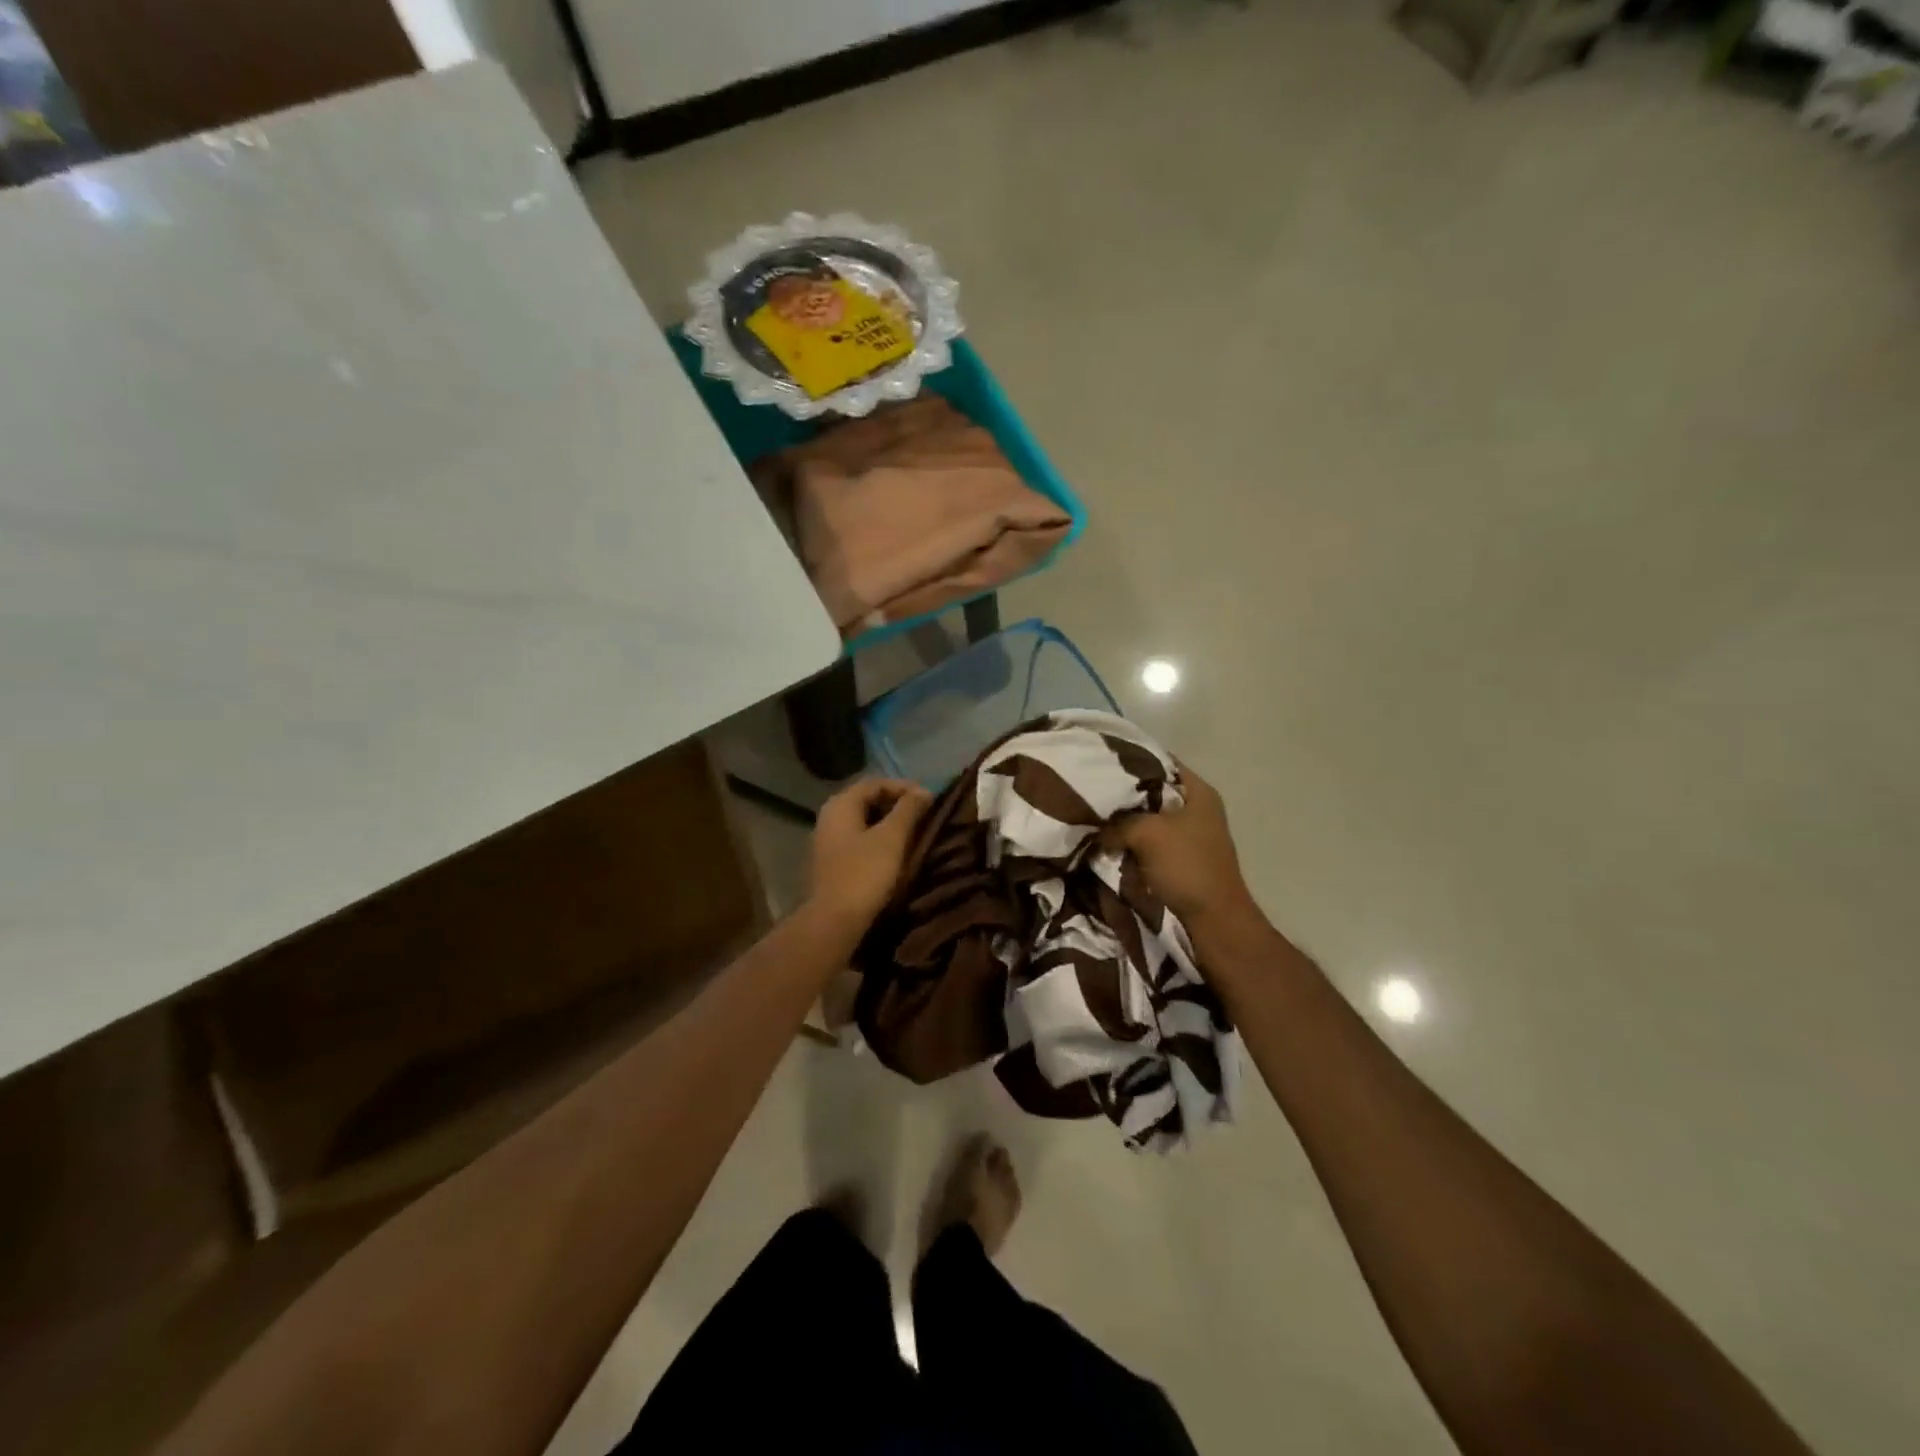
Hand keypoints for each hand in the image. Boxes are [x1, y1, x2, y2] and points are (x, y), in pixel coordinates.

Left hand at [806, 778, 932, 935]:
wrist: (834, 921)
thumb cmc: (864, 873)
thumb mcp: (892, 838)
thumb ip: (908, 810)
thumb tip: (924, 790)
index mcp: (841, 804)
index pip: (875, 783)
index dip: (903, 787)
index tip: (929, 799)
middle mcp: (830, 816)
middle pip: (867, 800)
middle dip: (897, 805)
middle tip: (924, 815)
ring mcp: (827, 840)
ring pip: (864, 821)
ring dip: (889, 824)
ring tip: (915, 833)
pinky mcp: (831, 862)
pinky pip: (859, 840)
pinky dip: (878, 840)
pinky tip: (895, 852)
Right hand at [1104, 763, 1258, 930]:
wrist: (1213, 919)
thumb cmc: (1186, 866)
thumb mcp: (1146, 833)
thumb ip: (1118, 822)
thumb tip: (1096, 827)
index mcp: (1198, 791)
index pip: (1159, 761)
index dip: (1130, 761)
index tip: (1099, 763)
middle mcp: (1197, 808)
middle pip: (1151, 791)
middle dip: (1122, 795)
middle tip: (1091, 794)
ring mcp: (1190, 834)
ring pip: (1148, 819)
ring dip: (1125, 822)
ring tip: (1094, 818)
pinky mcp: (1180, 858)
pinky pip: (1150, 841)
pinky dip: (1132, 842)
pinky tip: (1107, 842)